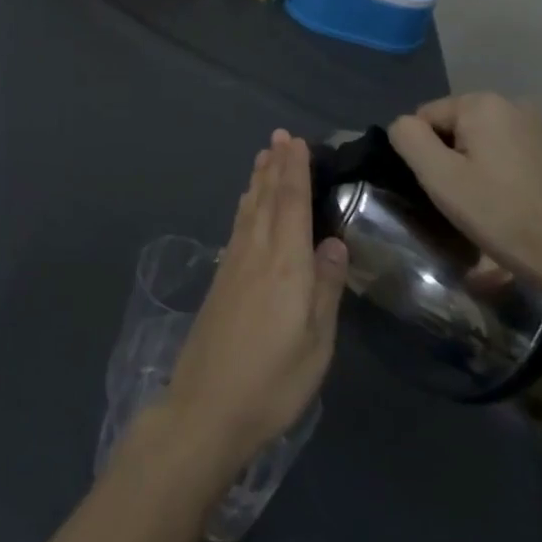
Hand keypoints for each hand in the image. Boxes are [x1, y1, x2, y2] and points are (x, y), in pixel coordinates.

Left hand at [163, 130, 348, 476]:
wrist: (207, 405)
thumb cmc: (272, 381)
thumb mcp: (316, 344)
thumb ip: (326, 290)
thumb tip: (334, 243)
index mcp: (285, 266)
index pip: (291, 205)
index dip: (294, 171)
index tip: (296, 141)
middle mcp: (256, 254)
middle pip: (266, 200)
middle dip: (275, 166)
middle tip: (279, 136)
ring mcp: (233, 265)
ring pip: (248, 210)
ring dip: (257, 181)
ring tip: (264, 157)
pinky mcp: (221, 280)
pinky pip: (237, 227)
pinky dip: (245, 206)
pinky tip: (246, 205)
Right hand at [388, 93, 541, 297]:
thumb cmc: (500, 214)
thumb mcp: (438, 177)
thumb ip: (408, 138)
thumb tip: (404, 125)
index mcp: (484, 103)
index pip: (427, 117)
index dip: (426, 154)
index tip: (445, 187)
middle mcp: (516, 104)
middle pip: (458, 127)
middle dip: (453, 157)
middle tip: (464, 197)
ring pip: (486, 140)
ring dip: (479, 164)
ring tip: (490, 202)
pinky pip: (514, 153)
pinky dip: (506, 171)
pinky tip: (516, 201)